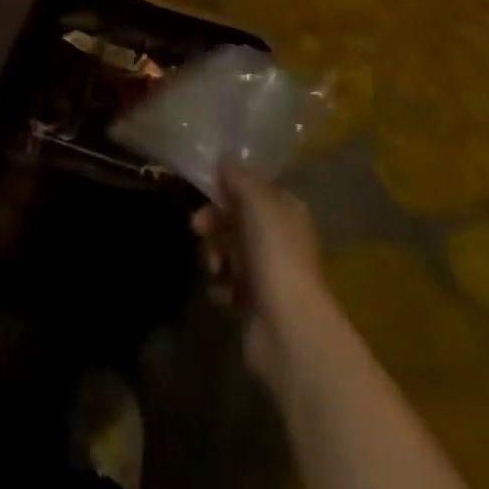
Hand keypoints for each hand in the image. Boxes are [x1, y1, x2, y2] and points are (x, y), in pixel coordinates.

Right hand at [193, 160, 339, 398]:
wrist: (289, 330)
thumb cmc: (277, 257)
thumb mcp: (259, 204)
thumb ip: (240, 179)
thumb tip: (224, 158)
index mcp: (287, 211)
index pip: (255, 189)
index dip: (230, 187)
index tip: (207, 189)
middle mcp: (279, 238)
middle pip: (237, 219)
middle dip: (215, 222)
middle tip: (198, 228)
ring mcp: (267, 272)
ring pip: (228, 250)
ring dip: (215, 255)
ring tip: (216, 269)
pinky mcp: (253, 303)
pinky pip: (227, 283)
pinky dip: (220, 285)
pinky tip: (221, 292)